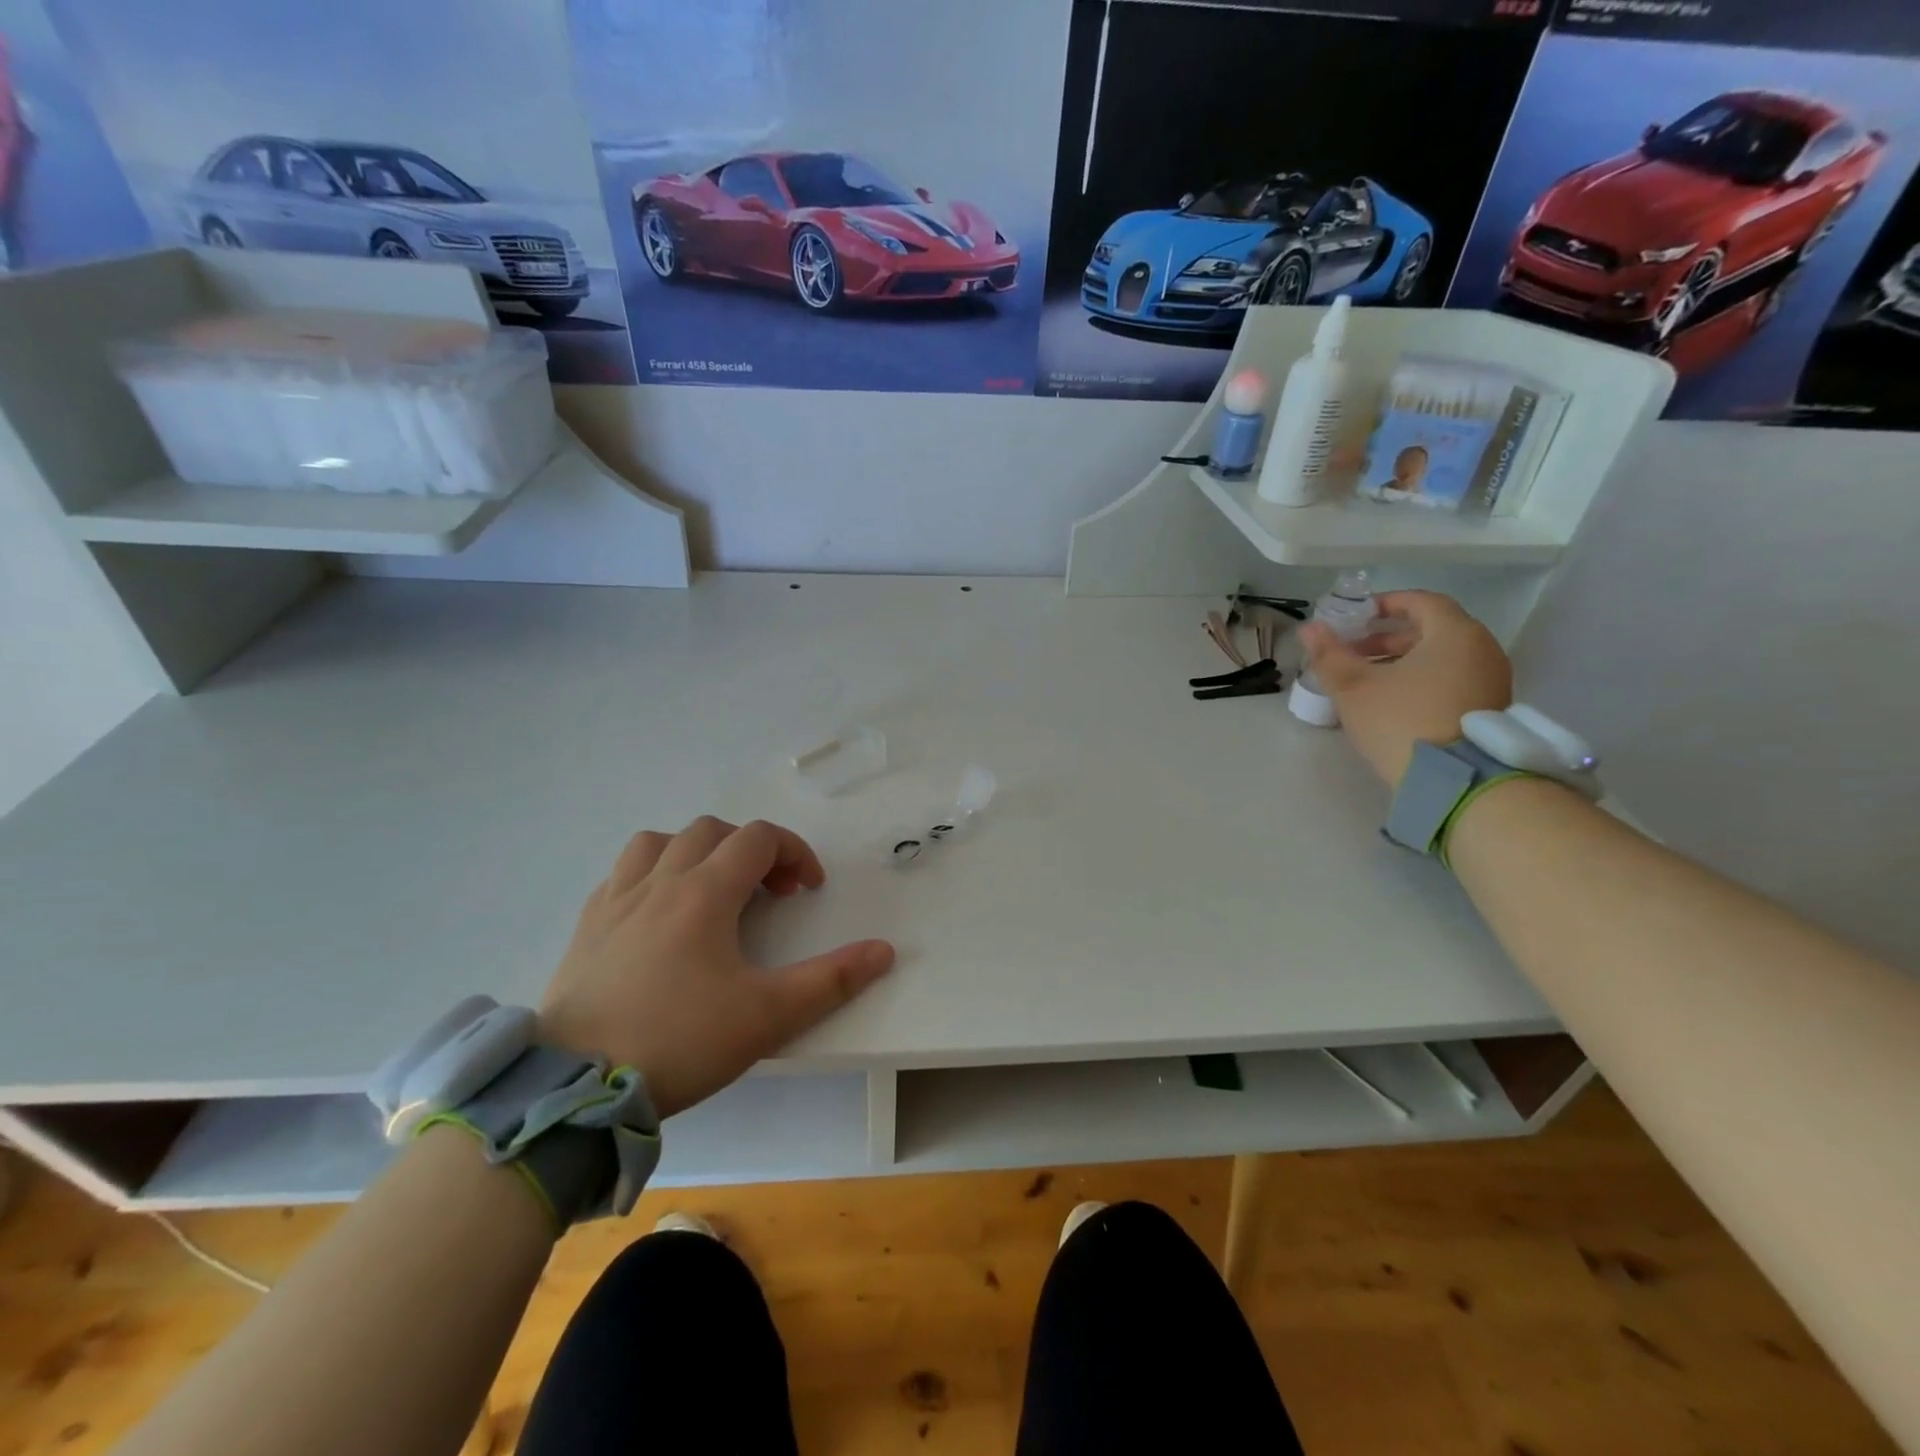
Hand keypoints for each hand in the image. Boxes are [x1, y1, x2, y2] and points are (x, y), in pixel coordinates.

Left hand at [538, 817, 894, 1118]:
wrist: (577, 1087)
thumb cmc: (680, 1041)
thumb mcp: (768, 1016)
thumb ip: (831, 980)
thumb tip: (884, 951)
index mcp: (705, 893)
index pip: (759, 839)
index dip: (794, 852)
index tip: (809, 889)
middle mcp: (659, 882)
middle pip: (712, 831)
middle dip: (751, 850)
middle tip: (768, 893)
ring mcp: (616, 900)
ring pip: (659, 841)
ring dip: (695, 851)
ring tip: (711, 889)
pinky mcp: (586, 926)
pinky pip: (622, 873)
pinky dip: (652, 874)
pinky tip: (658, 913)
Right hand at [1299, 590, 1511, 786]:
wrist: (1454, 781)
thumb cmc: (1402, 721)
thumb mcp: (1354, 687)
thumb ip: (1329, 654)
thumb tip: (1310, 628)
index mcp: (1455, 634)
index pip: (1422, 601)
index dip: (1386, 604)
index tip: (1356, 616)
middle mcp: (1482, 649)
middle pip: (1432, 630)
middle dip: (1388, 637)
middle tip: (1353, 652)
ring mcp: (1491, 680)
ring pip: (1442, 657)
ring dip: (1403, 660)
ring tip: (1368, 680)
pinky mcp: (1489, 708)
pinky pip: (1453, 679)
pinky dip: (1423, 679)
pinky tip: (1393, 701)